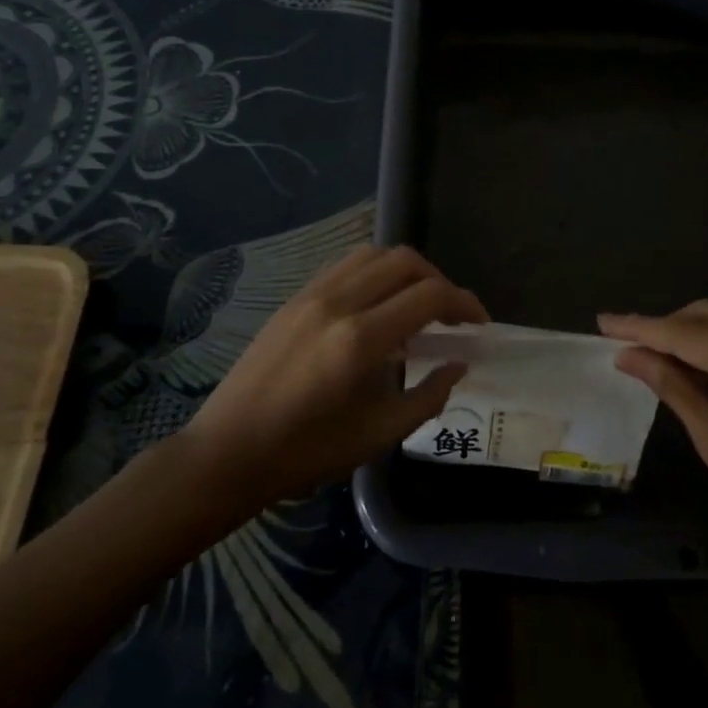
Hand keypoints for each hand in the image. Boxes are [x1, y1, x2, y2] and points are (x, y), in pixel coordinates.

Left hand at [186, 246, 486, 508]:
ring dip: (406, 271)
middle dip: (439, 280)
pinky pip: (345, 266)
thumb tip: (459, 363)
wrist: (228, 451)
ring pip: (374, 254)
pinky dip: (374, 272)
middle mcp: (338, 302)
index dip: (464, 304)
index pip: (429, 295)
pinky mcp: (295, 298)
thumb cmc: (307, 452)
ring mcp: (312, 294)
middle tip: (451, 314)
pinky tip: (378, 304)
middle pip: (405, 261)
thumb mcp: (379, 434)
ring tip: (416, 304)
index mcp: (361, 339)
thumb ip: (428, 394)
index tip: (478, 324)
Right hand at [599, 301, 707, 566]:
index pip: (684, 334)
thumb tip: (628, 356)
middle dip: (664, 325)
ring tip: (655, 354)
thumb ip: (672, 388)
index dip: (640, 327)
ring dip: (689, 328)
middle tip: (626, 345)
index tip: (603, 323)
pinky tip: (694, 362)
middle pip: (706, 315)